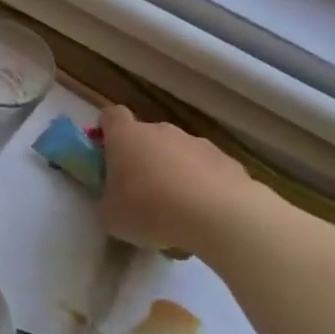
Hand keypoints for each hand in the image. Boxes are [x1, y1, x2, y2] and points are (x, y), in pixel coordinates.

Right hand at [98, 105, 256, 257]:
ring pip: (178, 154)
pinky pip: (207, 171)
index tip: (108, 154)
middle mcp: (160, 131)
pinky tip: (206, 216)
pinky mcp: (227, 161)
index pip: (111, 116)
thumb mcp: (111, 217)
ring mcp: (196, 143)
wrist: (220, 216)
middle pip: (146, 137)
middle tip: (142, 194)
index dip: (108, 131)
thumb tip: (114, 203)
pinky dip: (203, 188)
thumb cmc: (151, 210)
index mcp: (125, 137)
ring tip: (178, 212)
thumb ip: (107, 203)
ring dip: (175, 175)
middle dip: (143, 160)